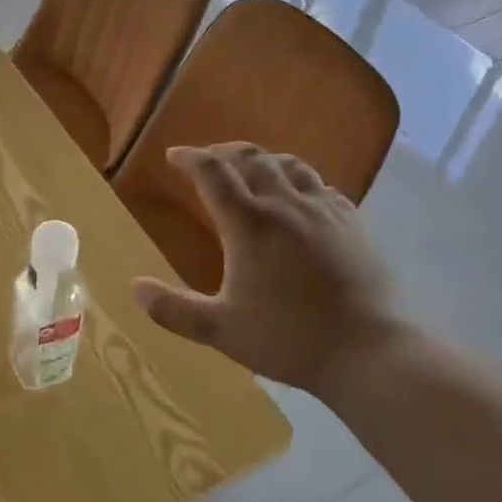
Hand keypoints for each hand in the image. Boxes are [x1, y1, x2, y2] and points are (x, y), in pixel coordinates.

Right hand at [132, 144, 408, 399]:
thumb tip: (135, 288)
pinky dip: (299, 180)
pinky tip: (300, 195)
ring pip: (290, 165)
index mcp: (249, 224)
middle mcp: (285, 204)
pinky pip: (320, 185)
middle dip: (224, 152)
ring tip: (251, 169)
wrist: (366, 349)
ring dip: (263, 160)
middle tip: (208, 159)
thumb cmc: (287, 339)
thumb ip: (174, 310)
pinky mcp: (351, 221)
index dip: (190, 158)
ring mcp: (323, 209)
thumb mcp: (220, 331)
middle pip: (251, 158)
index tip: (174, 156)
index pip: (213, 173)